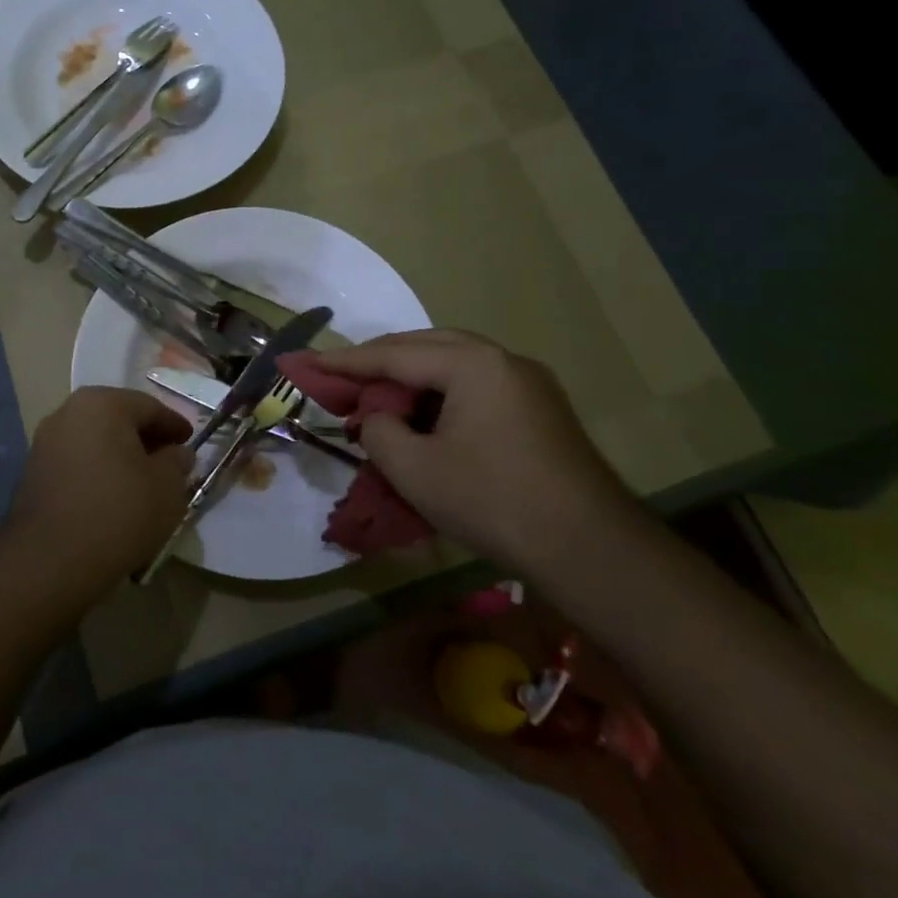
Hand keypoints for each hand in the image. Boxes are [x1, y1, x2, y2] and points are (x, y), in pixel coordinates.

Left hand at [2, 387, 192, 593]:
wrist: (49, 562)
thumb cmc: (118, 513)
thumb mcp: (167, 488)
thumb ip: (177, 462)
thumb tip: (177, 453)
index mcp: (102, 403)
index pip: (150, 407)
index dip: (175, 426)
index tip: (191, 444)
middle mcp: (68, 412)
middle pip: (118, 420)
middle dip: (146, 440)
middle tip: (169, 464)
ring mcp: (45, 442)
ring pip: (96, 442)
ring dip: (120, 458)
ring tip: (142, 486)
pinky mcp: (32, 473)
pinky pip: (77, 464)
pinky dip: (98, 473)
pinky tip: (112, 499)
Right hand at [318, 329, 636, 571]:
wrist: (591, 550)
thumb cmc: (493, 502)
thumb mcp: (415, 470)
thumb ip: (380, 431)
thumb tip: (379, 419)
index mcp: (472, 364)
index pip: (393, 355)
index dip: (345, 362)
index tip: (306, 362)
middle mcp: (503, 360)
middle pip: (425, 347)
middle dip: (379, 363)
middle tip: (340, 379)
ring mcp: (528, 383)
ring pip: (453, 364)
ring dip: (411, 378)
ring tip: (378, 399)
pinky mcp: (541, 409)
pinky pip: (477, 385)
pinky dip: (441, 394)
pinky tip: (425, 418)